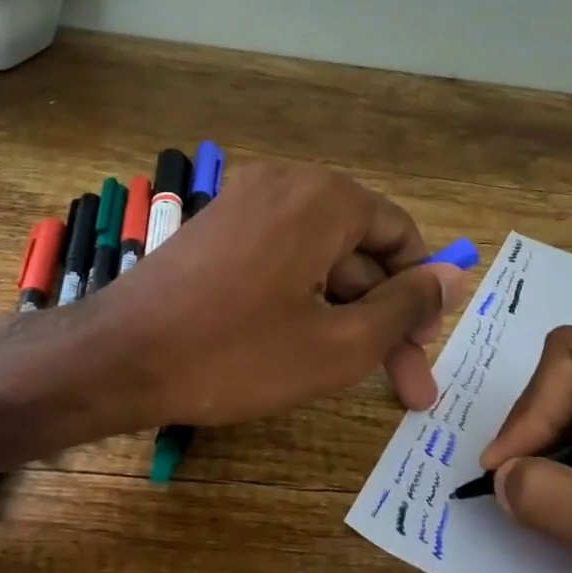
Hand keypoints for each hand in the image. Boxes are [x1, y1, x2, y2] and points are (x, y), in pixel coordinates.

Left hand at [90, 161, 474, 427]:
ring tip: (348, 376)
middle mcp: (285, 184)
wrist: (117, 358)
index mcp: (323, 198)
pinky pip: (280, 260)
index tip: (421, 352)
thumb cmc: (234, 355)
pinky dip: (301, 301)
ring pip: (319, 261)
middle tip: (403, 388)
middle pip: (358, 252)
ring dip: (342, 315)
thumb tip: (454, 276)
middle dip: (382, 319)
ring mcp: (244, 204)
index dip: (420, 297)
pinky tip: (301, 349)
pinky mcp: (216, 231)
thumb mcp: (337, 344)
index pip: (400, 237)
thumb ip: (404, 308)